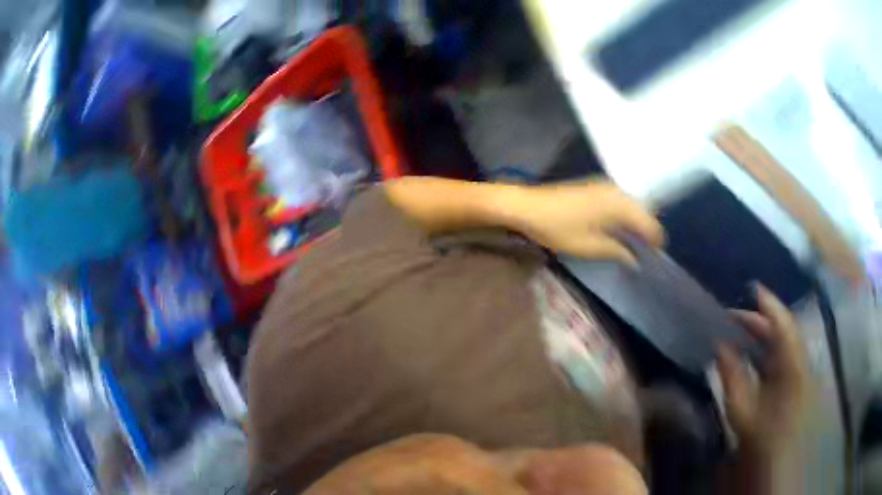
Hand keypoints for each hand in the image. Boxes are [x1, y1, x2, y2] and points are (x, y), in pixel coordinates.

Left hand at [506, 180, 663, 264]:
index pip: (650, 224)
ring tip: (622, 239)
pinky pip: (611, 200)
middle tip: (636, 249)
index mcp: (622, 204)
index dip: (653, 242)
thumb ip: (614, 252)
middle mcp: (616, 189)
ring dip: (627, 221)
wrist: (525, 206)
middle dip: (641, 231)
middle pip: (640, 212)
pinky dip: (614, 213)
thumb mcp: (586, 246)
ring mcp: (600, 184)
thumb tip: (633, 258)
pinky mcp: (586, 185)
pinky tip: (605, 224)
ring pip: (625, 204)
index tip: (651, 258)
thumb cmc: (556, 227)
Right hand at [717, 284, 810, 457]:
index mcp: (791, 374)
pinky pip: (778, 357)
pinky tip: (744, 347)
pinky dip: (762, 347)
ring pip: (782, 345)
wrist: (779, 469)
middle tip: (727, 312)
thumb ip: (731, 373)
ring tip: (732, 325)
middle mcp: (799, 371)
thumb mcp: (740, 408)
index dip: (772, 308)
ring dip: (759, 333)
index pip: (786, 331)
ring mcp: (797, 378)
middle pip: (784, 336)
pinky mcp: (792, 386)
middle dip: (758, 320)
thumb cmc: (759, 438)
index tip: (754, 287)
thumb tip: (720, 342)